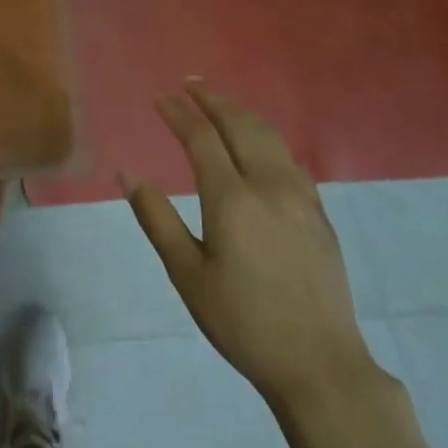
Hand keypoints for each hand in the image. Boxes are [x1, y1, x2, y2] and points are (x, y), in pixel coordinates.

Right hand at [125, 80, 380, 411]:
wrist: (319, 363)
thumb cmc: (242, 321)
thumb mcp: (187, 275)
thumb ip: (157, 219)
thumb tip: (128, 174)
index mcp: (232, 199)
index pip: (201, 138)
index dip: (179, 114)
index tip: (160, 98)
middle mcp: (268, 185)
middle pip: (239, 125)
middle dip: (212, 100)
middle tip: (190, 83)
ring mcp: (300, 196)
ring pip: (269, 136)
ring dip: (241, 113)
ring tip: (220, 104)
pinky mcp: (319, 213)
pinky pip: (290, 158)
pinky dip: (267, 138)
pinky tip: (260, 145)